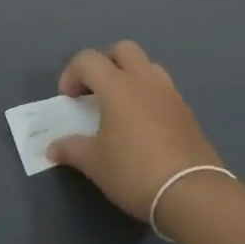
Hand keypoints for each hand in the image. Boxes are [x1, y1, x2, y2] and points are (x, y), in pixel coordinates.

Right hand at [46, 41, 219, 220]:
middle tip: (94, 91)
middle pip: (122, 50)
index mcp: (117, 86)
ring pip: (147, 66)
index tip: (68, 100)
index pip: (88, 60)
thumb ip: (71, 149)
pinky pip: (163, 90)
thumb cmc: (134, 172)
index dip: (71, 74)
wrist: (192, 194)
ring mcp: (170, 94)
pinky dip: (149, 97)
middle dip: (104, 63)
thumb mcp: (95, 164)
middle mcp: (144, 81)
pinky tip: (144, 126)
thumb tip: (52, 148)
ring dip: (130, 77)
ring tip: (121, 106)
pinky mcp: (187, 112)